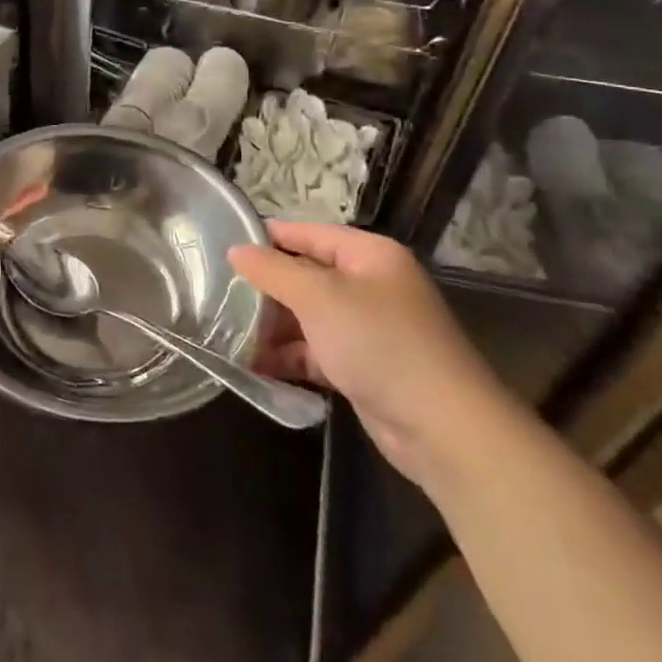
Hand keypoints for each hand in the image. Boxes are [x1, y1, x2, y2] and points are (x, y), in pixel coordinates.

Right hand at [230, 222, 508, 488]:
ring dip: (272, 326)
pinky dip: (288, 356)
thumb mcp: (318, 297)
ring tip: (228, 335)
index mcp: (368, 255)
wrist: (442, 428)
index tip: (222, 245)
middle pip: (305, 275)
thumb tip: (235, 249)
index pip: (307, 233)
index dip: (267, 237)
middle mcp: (369, 284)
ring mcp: (367, 327)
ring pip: (307, 316)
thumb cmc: (379, 343)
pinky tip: (254, 365)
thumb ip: (272, 270)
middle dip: (265, 289)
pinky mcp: (363, 366)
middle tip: (218, 296)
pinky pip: (315, 350)